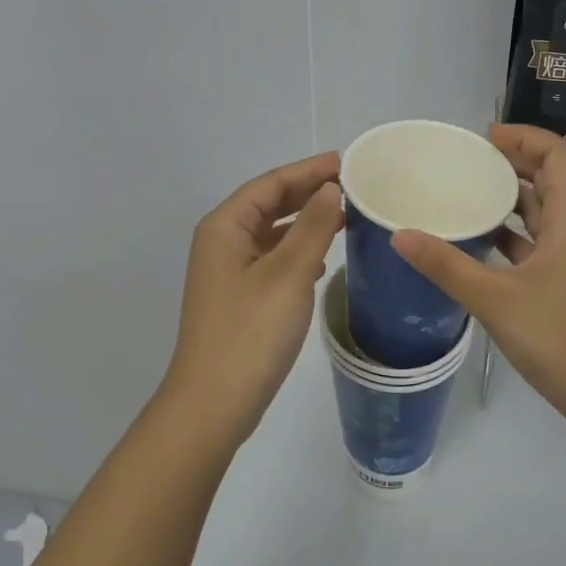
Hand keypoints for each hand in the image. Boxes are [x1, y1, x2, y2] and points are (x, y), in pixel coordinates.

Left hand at [160, 152, 345, 446]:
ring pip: (272, 232)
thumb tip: (329, 187)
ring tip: (345, 215)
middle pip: (269, 204)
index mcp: (225, 227)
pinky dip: (298, 250)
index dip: (308, 170)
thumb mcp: (288, 273)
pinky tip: (323, 258)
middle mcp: (222, 242)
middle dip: (307, 192)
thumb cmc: (251, 332)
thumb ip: (313, 226)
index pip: (271, 184)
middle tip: (351, 185)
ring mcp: (228, 271)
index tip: (345, 162)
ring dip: (305, 221)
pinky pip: (272, 258)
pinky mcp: (239, 297)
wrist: (213, 404)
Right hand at [391, 125, 565, 428]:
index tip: (485, 137)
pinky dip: (511, 230)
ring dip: (511, 195)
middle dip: (513, 161)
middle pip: (552, 177)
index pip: (559, 156)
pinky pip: (538, 239)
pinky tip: (478, 238)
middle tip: (468, 159)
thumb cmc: (560, 339)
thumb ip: (446, 266)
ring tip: (467, 190)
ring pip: (545, 209)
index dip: (526, 137)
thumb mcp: (495, 300)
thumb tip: (399, 234)